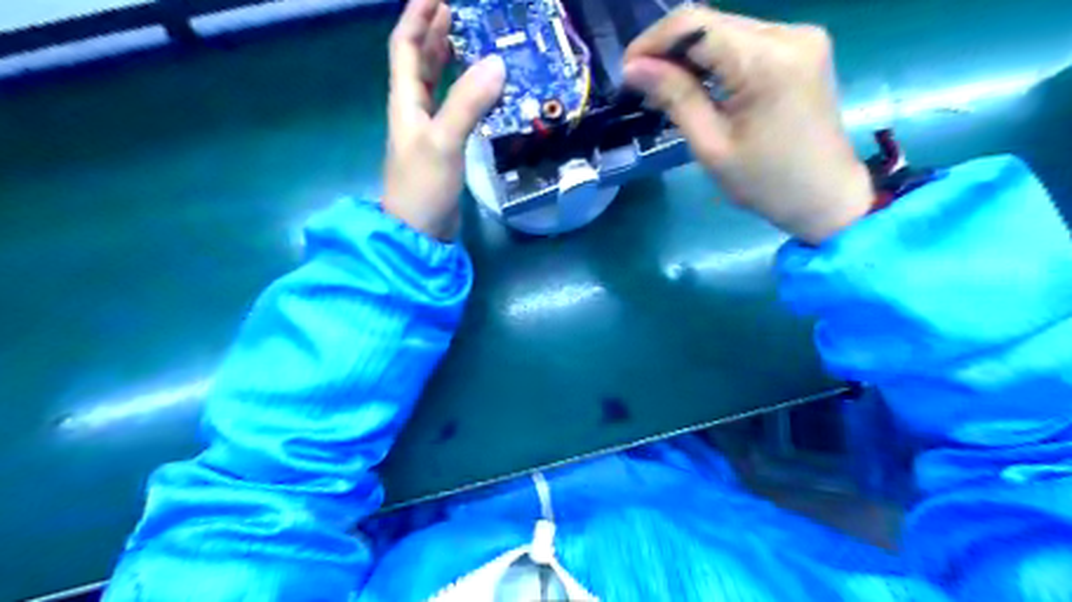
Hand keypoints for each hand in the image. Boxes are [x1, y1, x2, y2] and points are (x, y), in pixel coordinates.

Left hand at [383, 0, 504, 238]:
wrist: (420, 232)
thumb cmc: (423, 186)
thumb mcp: (443, 142)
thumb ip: (467, 103)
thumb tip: (497, 63)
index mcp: (405, 102)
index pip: (407, 48)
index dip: (418, 17)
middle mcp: (413, 110)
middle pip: (419, 62)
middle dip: (434, 32)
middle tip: (457, 10)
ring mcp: (428, 131)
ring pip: (436, 85)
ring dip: (448, 60)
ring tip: (468, 39)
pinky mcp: (444, 148)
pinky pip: (453, 109)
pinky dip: (465, 93)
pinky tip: (481, 91)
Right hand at [625, 8, 872, 246]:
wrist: (826, 196)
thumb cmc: (765, 182)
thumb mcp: (711, 145)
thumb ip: (675, 97)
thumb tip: (634, 67)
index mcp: (767, 60)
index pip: (696, 25)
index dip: (653, 42)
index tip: (627, 71)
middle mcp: (788, 34)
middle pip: (711, 23)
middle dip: (669, 50)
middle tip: (642, 86)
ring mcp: (800, 37)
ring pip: (726, 31)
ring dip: (690, 55)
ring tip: (664, 89)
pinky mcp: (801, 48)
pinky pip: (745, 42)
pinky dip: (715, 60)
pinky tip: (697, 85)